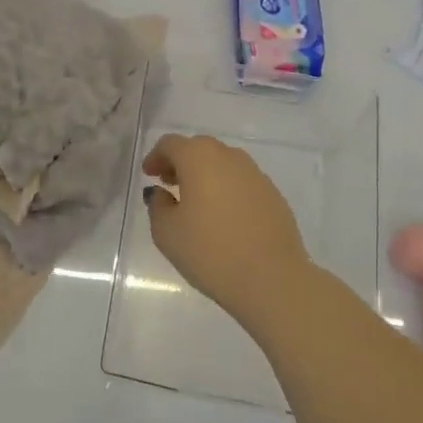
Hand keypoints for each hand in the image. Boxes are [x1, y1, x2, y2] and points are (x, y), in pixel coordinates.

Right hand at [143, 134, 309, 320]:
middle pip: (199, 148)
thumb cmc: (210, 252)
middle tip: (168, 184)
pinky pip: (242, 182)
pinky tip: (223, 216)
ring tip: (196, 201)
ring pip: (223, 163)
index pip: (171, 144)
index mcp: (199, 158)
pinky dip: (227, 189)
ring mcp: (256, 175)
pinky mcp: (274, 195)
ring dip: (205, 174)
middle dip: (180, 162)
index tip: (149, 175)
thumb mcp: (167, 233)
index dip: (156, 157)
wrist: (272, 279)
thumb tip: (161, 192)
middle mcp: (230, 157)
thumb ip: (158, 205)